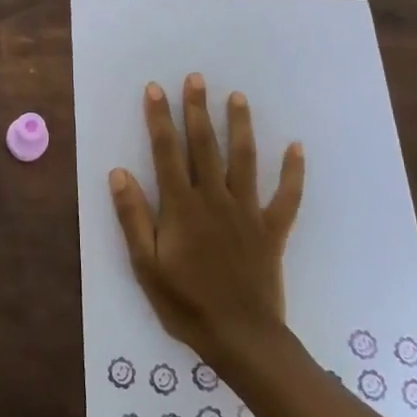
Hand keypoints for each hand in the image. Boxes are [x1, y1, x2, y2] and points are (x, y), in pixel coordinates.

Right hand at [110, 73, 305, 369]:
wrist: (241, 339)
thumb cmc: (185, 303)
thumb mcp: (145, 264)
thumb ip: (133, 217)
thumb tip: (119, 173)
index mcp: (182, 207)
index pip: (167, 152)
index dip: (160, 118)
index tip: (156, 89)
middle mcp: (215, 199)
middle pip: (205, 146)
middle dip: (198, 110)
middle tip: (197, 78)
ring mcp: (247, 212)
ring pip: (244, 160)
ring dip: (240, 126)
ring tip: (237, 97)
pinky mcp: (272, 230)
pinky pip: (286, 196)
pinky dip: (293, 172)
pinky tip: (297, 147)